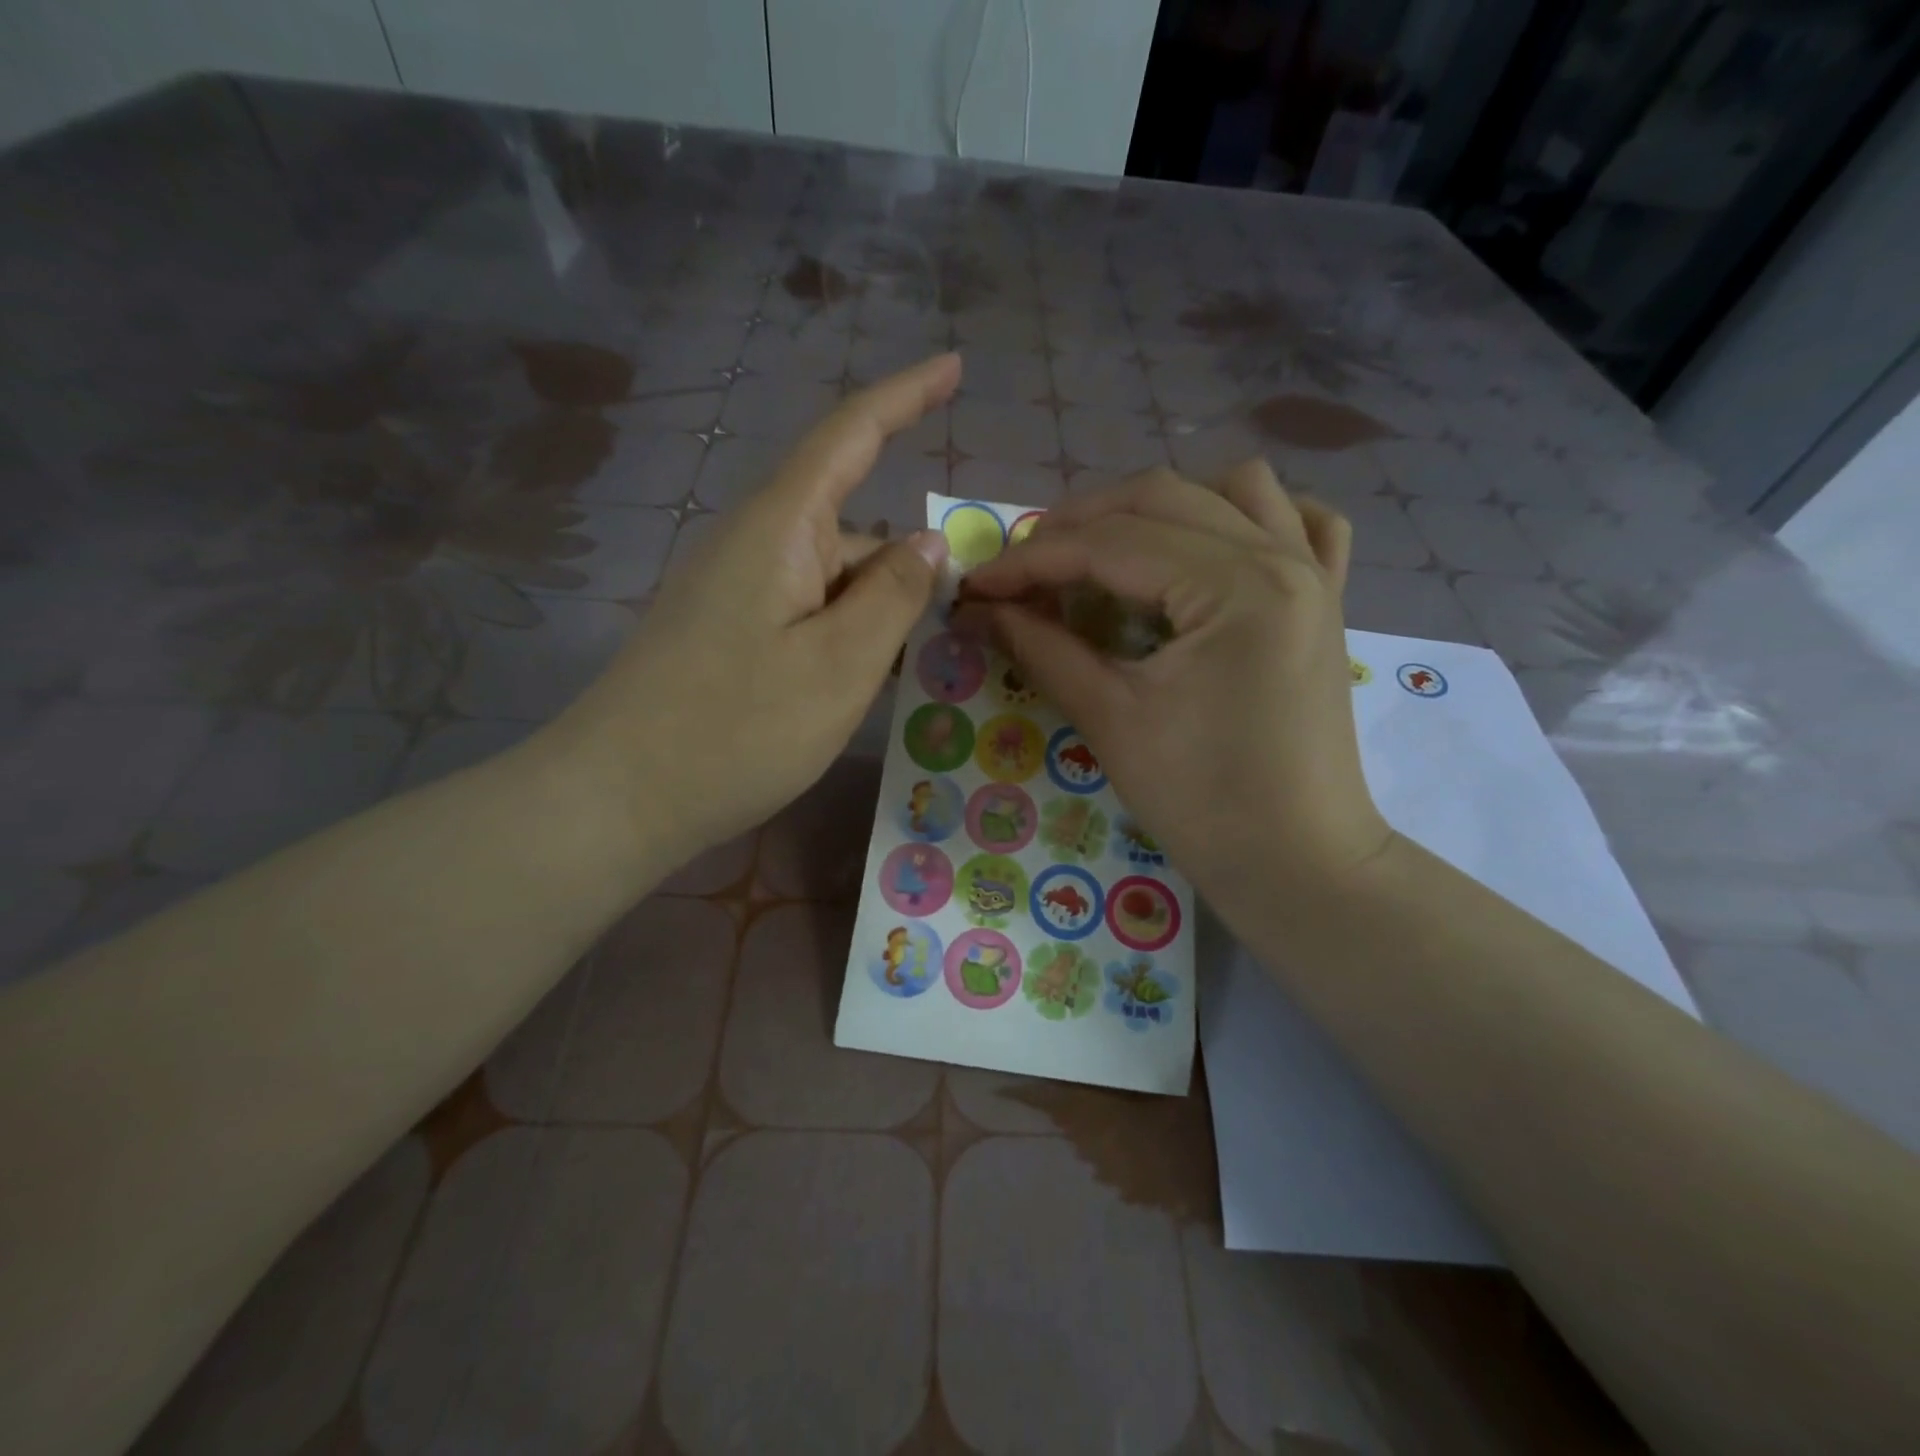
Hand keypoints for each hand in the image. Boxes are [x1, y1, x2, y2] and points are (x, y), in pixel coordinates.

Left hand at [541, 354, 958, 863]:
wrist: (617, 796)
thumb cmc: (736, 729)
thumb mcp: (840, 666)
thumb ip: (893, 596)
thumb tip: (927, 542)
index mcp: (780, 528)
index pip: (851, 434)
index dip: (906, 395)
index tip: (956, 366)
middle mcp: (754, 544)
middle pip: (851, 527)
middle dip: (903, 571)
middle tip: (946, 633)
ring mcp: (735, 590)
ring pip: (830, 579)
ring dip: (872, 616)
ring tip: (897, 678)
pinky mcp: (726, 632)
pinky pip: (803, 613)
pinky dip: (841, 638)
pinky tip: (854, 687)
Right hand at [959, 462, 1390, 909]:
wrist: (1299, 863)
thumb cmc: (1204, 802)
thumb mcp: (1111, 721)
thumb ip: (1043, 649)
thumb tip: (980, 611)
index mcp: (1235, 586)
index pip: (1111, 544)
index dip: (1031, 560)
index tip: (977, 585)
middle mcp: (1282, 555)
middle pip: (1162, 497)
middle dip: (1079, 525)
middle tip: (1024, 569)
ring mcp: (1314, 571)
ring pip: (1231, 488)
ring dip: (1156, 507)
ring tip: (1108, 550)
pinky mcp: (1326, 599)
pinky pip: (1299, 521)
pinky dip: (1246, 516)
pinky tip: (1210, 545)